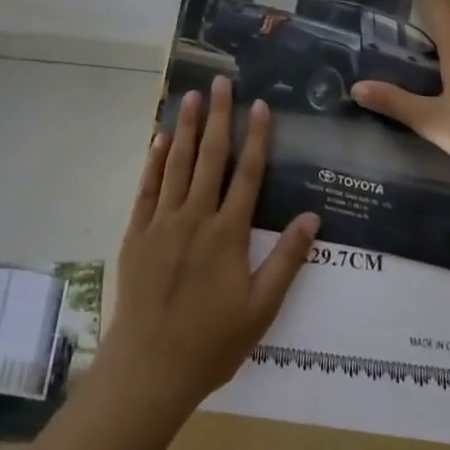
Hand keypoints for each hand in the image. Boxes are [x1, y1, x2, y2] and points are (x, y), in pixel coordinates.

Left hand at [95, 77, 319, 422]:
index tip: (259, 105)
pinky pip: (147, 188)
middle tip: (221, 82)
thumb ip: (286, 261)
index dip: (257, 137)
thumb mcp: (261, 309)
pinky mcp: (137, 232)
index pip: (248, 174)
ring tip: (191, 96)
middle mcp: (195, 217)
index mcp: (228, 234)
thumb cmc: (212, 343)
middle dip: (218, 117)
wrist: (150, 367)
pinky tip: (160, 139)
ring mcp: (162, 222)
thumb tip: (313, 218)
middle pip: (210, 157)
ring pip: (176, 164)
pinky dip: (154, 161)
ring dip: (185, 128)